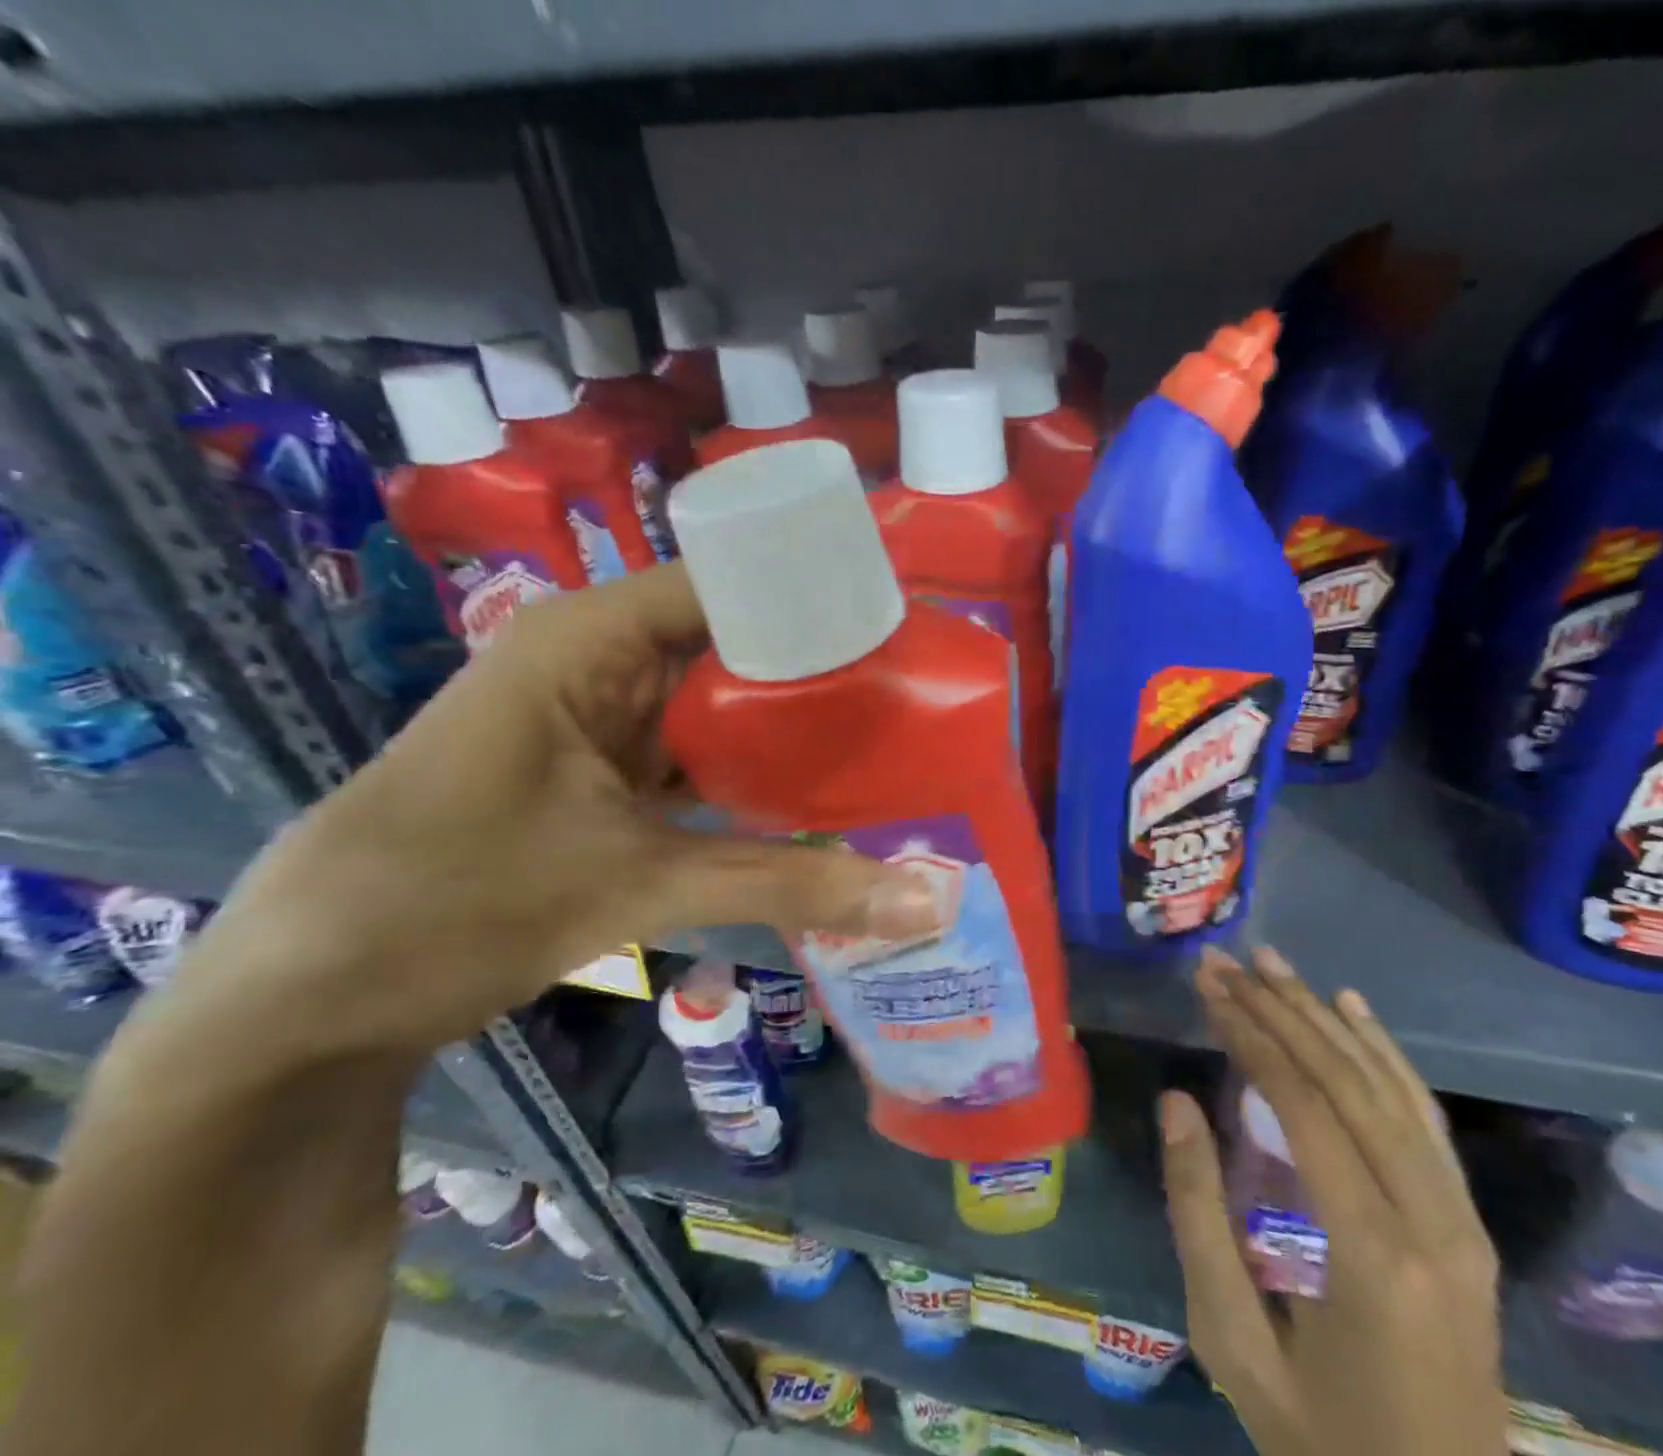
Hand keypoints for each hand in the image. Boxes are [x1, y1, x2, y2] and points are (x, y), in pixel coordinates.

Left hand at [182, 564, 938, 1052]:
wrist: (311, 995)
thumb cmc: (452, 904)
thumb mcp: (633, 886)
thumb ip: (786, 885)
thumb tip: (929, 901)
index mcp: (591, 640)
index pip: (732, 583)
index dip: (819, 598)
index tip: (908, 630)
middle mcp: (601, 661)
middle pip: (734, 644)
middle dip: (822, 671)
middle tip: (923, 696)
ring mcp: (603, 720)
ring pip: (720, 705)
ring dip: (792, 729)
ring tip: (894, 738)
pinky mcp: (605, 774)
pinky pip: (699, 756)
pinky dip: (753, 775)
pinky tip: (822, 796)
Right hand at [1160, 946, 1504, 1455]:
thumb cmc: (1319, 1441)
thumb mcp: (1232, 1342)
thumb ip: (1198, 1215)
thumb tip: (1176, 1102)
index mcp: (1371, 1255)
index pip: (1303, 1107)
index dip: (1251, 1037)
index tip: (1209, 988)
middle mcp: (1430, 1222)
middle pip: (1347, 1082)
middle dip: (1280, 1011)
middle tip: (1227, 962)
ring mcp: (1460, 1221)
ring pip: (1388, 1088)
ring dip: (1325, 1017)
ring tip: (1274, 965)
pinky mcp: (1468, 1226)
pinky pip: (1425, 1119)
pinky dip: (1386, 1054)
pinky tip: (1352, 1009)